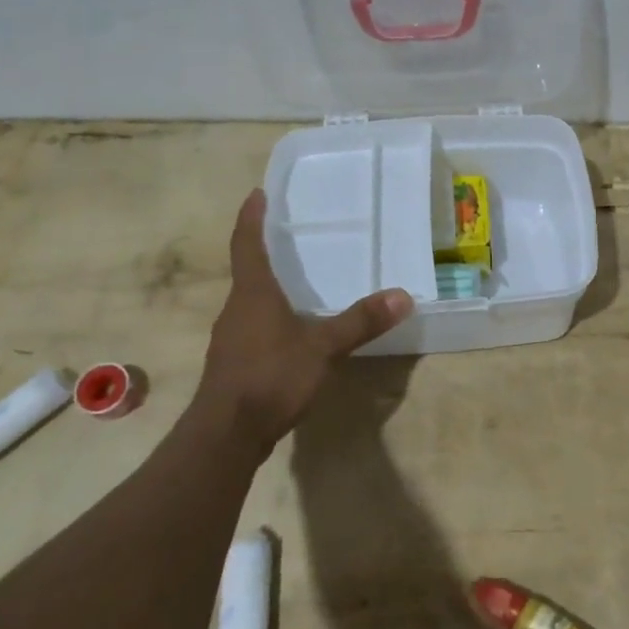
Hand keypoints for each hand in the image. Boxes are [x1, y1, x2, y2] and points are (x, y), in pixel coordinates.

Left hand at [198, 189, 413, 452]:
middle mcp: (236, 309)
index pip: (247, 243)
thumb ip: (361, 322)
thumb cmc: (271, 377)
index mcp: (253, 293)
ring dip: (268, 286)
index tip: (256, 193)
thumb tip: (403, 295)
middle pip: (248, 270)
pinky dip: (270, 317)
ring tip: (295, 280)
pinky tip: (290, 331)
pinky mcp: (233, 364)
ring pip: (250, 301)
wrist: (226, 436)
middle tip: (288, 234)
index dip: (251, 217)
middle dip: (264, 250)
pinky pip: (252, 327)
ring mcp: (231, 338)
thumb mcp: (323, 348)